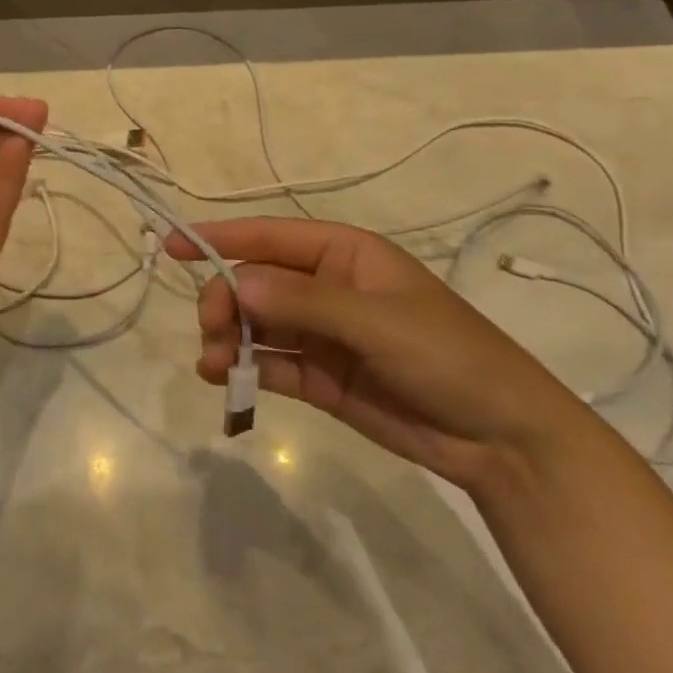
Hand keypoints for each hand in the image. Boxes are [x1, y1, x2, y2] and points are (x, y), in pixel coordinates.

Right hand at [167, 218, 588, 489]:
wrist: (499, 436)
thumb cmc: (446, 355)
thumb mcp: (378, 321)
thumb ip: (306, 304)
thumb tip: (237, 285)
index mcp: (345, 255)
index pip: (271, 236)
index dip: (221, 236)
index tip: (172, 245)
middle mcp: (327, 287)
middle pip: (258, 282)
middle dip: (227, 300)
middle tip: (213, 328)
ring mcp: (322, 334)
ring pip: (259, 325)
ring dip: (230, 339)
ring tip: (213, 363)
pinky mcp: (321, 377)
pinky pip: (272, 365)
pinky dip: (246, 370)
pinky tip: (224, 380)